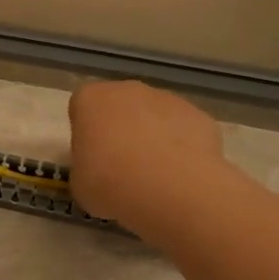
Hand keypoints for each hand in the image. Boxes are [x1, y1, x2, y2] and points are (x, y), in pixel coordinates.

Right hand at [68, 81, 232, 238]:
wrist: (171, 189)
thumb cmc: (111, 184)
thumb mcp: (79, 183)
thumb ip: (85, 166)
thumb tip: (98, 168)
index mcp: (90, 100)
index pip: (82, 108)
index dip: (86, 133)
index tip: (91, 158)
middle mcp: (127, 90)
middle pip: (120, 106)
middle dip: (120, 130)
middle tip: (121, 168)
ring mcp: (167, 99)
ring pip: (154, 116)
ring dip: (152, 138)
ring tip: (155, 177)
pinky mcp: (199, 115)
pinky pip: (183, 131)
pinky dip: (182, 149)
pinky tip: (180, 176)